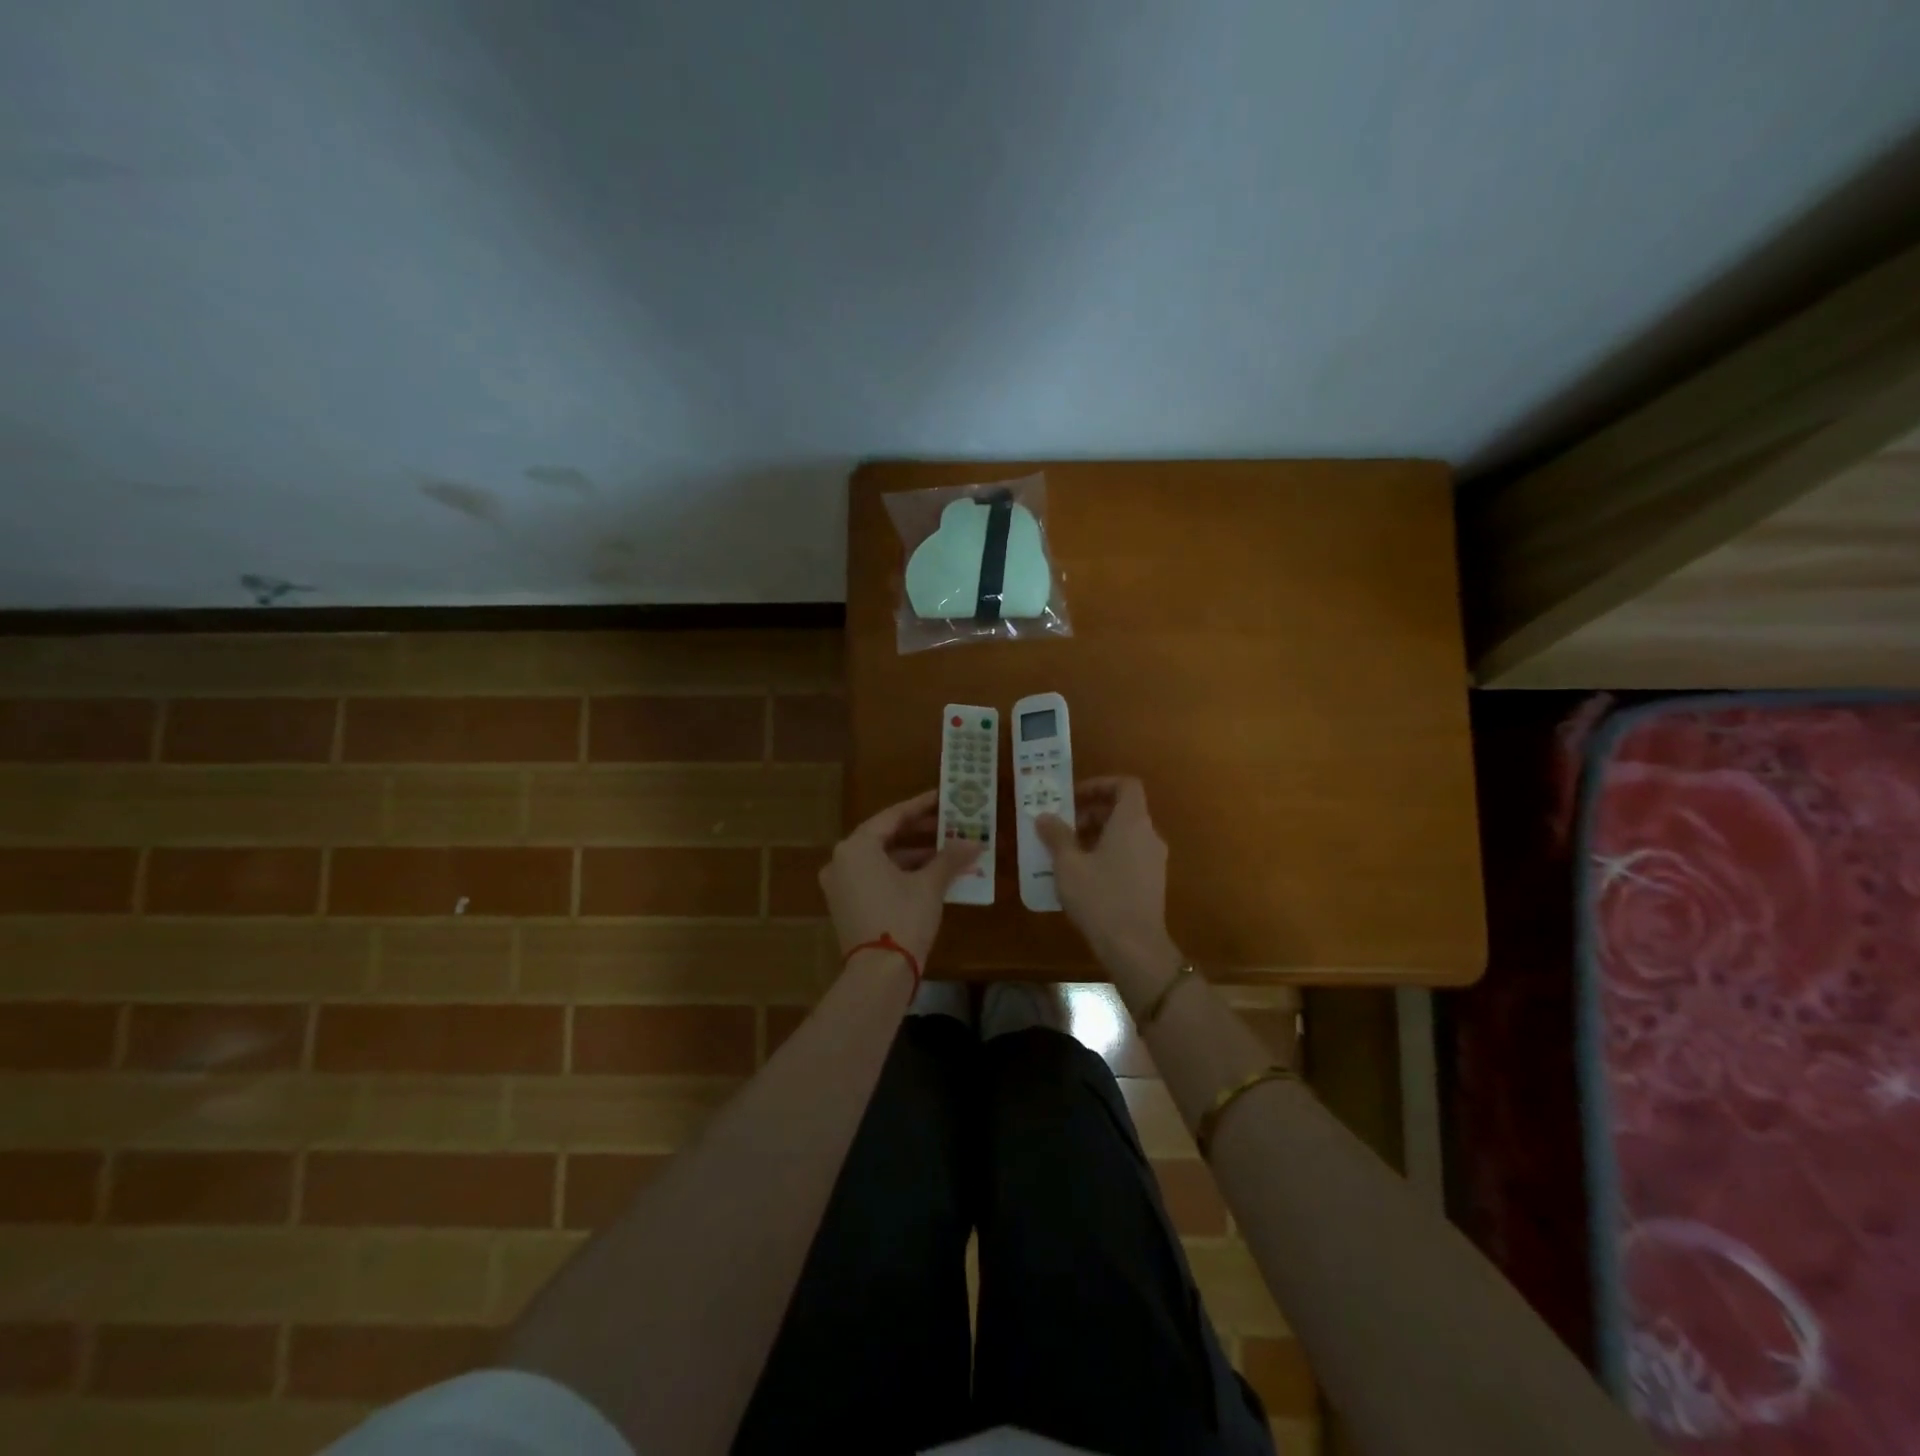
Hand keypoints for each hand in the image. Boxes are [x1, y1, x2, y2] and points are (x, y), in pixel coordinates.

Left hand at [820, 789, 981, 969]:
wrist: (878, 975)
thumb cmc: (903, 918)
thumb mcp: (930, 885)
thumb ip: (950, 857)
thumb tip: (974, 841)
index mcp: (856, 847)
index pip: (893, 816)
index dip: (921, 806)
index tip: (943, 798)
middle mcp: (842, 860)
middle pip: (885, 837)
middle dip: (920, 832)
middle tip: (950, 824)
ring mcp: (841, 885)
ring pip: (881, 859)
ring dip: (914, 855)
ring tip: (948, 851)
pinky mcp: (846, 906)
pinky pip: (876, 878)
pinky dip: (901, 874)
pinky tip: (931, 876)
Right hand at [1035, 777, 1179, 990]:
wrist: (1135, 947)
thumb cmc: (1100, 897)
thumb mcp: (1068, 864)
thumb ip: (1056, 835)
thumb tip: (1044, 816)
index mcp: (1132, 822)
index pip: (1126, 785)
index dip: (1100, 785)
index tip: (1074, 797)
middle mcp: (1149, 835)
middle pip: (1124, 809)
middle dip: (1092, 812)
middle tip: (1063, 826)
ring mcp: (1155, 860)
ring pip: (1126, 834)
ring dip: (1098, 834)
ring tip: (1068, 852)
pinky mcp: (1153, 882)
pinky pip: (1130, 854)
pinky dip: (1108, 853)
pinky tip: (1084, 875)